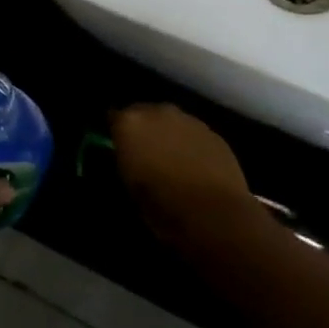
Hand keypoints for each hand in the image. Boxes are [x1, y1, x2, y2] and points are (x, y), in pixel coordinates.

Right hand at [110, 103, 265, 253]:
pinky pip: (194, 134)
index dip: (116, 133)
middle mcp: (158, 112)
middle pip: (144, 113)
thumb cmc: (162, 205)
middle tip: (145, 153)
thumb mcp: (129, 185)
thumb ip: (125, 160)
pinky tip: (195, 165)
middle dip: (143, 129)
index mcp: (130, 123)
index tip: (118, 147)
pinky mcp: (214, 133)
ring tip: (172, 160)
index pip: (113, 117)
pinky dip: (191, 144)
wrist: (215, 215)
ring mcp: (189, 120)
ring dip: (168, 134)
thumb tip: (128, 155)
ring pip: (171, 122)